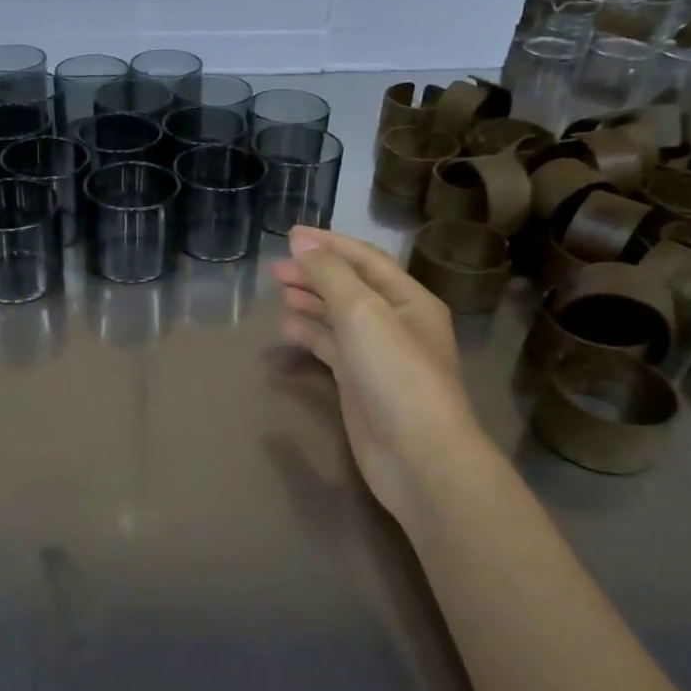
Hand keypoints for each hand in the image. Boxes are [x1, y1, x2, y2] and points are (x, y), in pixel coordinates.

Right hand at [270, 227, 477, 517]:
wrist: (417, 455)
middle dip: (314, 273)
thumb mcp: (362, 312)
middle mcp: (397, 323)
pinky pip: (332, 348)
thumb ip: (330, 275)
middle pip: (351, 287)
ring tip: (279, 293)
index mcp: (409, 300)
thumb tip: (301, 241)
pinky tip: (288, 329)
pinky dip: (311, 335)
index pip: (365, 260)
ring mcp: (378, 356)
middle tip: (274, 269)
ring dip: (311, 302)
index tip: (289, 234)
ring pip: (340, 318)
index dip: (328, 243)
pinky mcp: (361, 385)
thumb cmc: (395, 374)